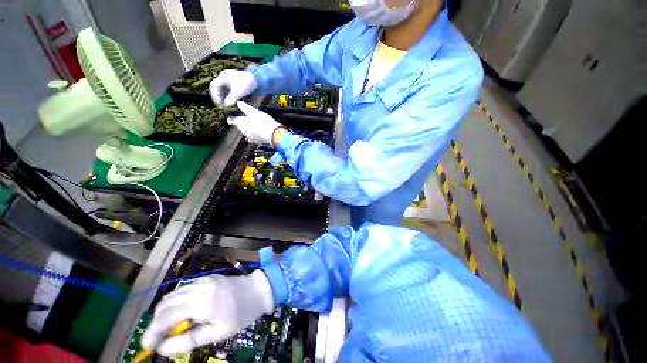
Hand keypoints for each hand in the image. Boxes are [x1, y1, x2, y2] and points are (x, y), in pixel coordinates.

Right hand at [141, 271, 274, 355]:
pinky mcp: (207, 278)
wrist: (260, 289)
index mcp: (201, 302)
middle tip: (159, 339)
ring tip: (169, 328)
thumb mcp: (218, 332)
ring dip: (164, 312)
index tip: (147, 346)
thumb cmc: (242, 313)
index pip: (165, 317)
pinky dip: (175, 302)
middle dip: (156, 323)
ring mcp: (203, 280)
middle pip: (165, 304)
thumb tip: (163, 349)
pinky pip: (183, 289)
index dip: (152, 332)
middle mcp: (198, 287)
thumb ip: (189, 341)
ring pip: (172, 295)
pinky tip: (181, 313)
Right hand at [209, 70, 256, 105]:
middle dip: (219, 99)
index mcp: (223, 77)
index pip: (213, 86)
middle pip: (217, 90)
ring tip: (227, 108)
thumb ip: (231, 99)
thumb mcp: (239, 91)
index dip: (215, 96)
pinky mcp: (234, 87)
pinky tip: (231, 105)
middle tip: (223, 108)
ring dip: (223, 100)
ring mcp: (229, 83)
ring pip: (222, 92)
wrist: (258, 81)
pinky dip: (228, 99)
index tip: (220, 104)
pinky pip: (227, 94)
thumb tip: (225, 106)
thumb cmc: (248, 83)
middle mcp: (224, 79)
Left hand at [228, 101, 282, 145]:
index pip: (232, 121)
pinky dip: (254, 134)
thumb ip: (245, 107)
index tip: (230, 118)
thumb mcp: (255, 112)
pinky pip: (252, 138)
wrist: (274, 135)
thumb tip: (238, 102)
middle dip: (241, 124)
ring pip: (246, 132)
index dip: (231, 119)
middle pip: (239, 127)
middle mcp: (244, 131)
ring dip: (248, 129)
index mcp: (241, 123)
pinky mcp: (257, 142)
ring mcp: (250, 138)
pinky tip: (259, 132)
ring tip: (254, 125)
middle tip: (245, 120)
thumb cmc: (264, 122)